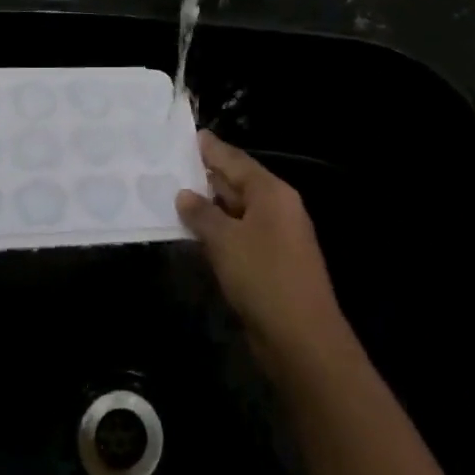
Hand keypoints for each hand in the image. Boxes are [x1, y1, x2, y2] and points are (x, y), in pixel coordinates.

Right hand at [176, 131, 348, 370]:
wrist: (302, 339)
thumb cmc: (263, 277)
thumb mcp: (225, 241)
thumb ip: (202, 214)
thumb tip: (185, 194)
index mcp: (272, 192)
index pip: (236, 160)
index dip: (211, 149)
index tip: (189, 135)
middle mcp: (277, 208)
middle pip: (237, 183)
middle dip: (207, 177)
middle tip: (172, 165)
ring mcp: (277, 237)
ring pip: (237, 212)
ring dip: (209, 207)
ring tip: (174, 195)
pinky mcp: (271, 263)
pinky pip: (239, 236)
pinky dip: (218, 232)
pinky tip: (194, 233)